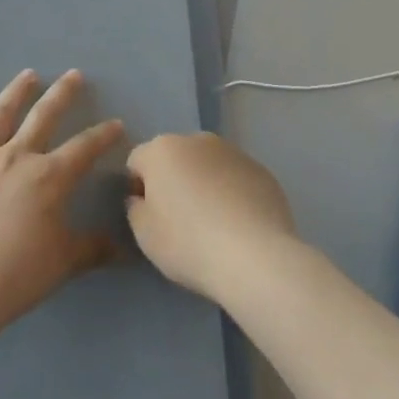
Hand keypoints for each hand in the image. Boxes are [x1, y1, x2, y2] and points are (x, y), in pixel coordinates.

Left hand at [0, 69, 125, 324]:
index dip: (103, 135)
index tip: (116, 124)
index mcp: (49, 176)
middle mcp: (16, 156)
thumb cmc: (19, 272)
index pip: (84, 147)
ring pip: (0, 114)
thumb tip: (124, 249)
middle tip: (73, 75)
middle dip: (62, 93)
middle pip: (43, 116)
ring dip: (16, 91)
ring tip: (28, 75)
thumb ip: (93, 248)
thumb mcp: (65, 261)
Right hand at [125, 133, 297, 302]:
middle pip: (175, 158)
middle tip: (180, 220)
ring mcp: (234, 152)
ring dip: (204, 184)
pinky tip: (239, 225)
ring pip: (208, 166)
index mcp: (161, 149)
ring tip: (214, 224)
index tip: (149, 216)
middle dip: (173, 181)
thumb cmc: (188, 242)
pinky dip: (233, 194)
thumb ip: (135, 208)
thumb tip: (142, 199)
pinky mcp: (262, 171)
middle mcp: (197, 140)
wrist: (255, 257)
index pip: (137, 161)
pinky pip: (236, 179)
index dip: (138, 188)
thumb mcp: (144, 234)